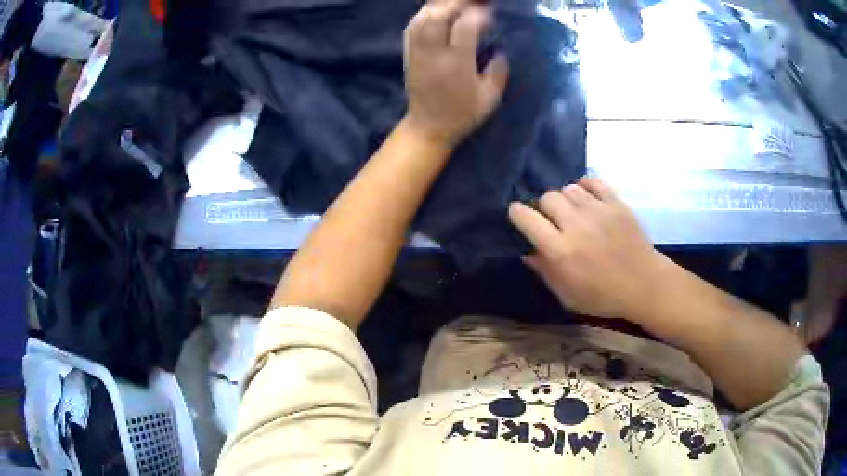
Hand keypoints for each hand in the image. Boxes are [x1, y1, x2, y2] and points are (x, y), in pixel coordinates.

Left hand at [404, 0, 508, 146]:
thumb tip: (499, 49)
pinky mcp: (408, 53)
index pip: (465, 26)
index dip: (478, 14)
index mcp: (457, 64)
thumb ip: (498, 71)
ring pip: (423, 17)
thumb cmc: (462, 114)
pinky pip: (412, 26)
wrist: (429, 126)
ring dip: (441, 5)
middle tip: (474, 2)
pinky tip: (436, 10)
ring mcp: (417, 51)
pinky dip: (425, 13)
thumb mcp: (490, 98)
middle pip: (440, 15)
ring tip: (457, 3)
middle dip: (457, 2)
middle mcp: (434, 53)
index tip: (489, 13)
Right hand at [508, 178, 668, 321]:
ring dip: (565, 198)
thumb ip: (545, 271)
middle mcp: (576, 225)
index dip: (517, 213)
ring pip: (568, 188)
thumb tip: (527, 251)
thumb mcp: (568, 295)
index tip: (519, 215)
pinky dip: (585, 186)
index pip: (527, 218)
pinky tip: (586, 197)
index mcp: (561, 250)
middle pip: (547, 197)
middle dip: (544, 206)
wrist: (644, 284)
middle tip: (552, 219)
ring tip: (572, 211)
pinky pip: (593, 181)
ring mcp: (598, 210)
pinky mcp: (616, 203)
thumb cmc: (604, 296)